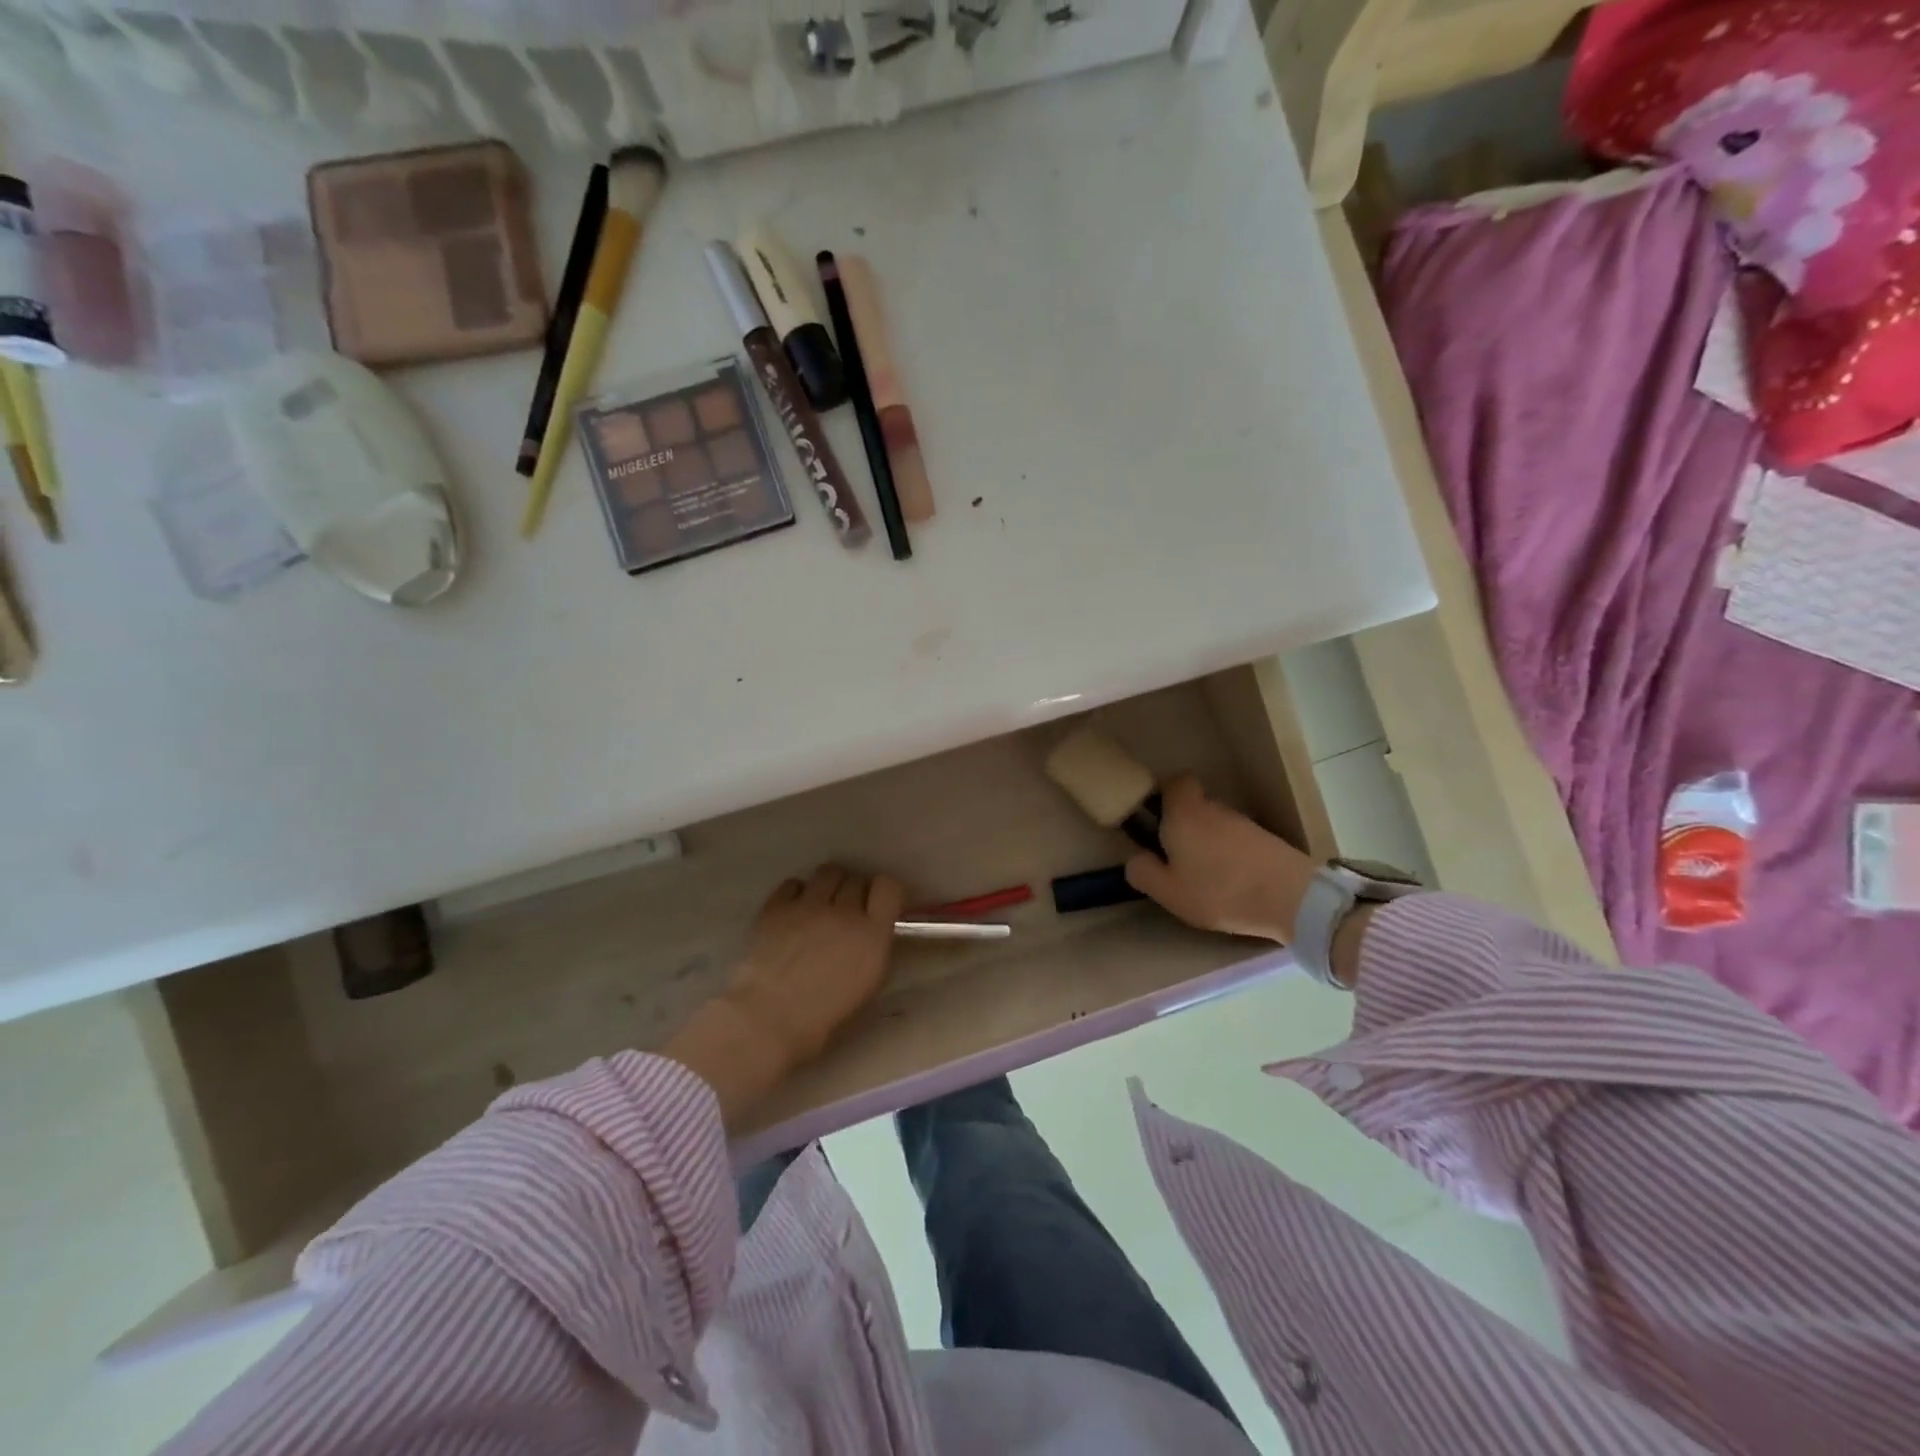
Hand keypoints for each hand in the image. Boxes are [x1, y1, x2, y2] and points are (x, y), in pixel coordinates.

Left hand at [724, 865, 905, 1067]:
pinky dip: (797, 893)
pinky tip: (793, 911)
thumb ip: (873, 949)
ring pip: (828, 872)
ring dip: (830, 885)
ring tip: (821, 904)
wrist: (767, 1017)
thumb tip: (871, 933)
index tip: (880, 904)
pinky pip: (793, 883)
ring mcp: (808, 904)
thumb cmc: (822, 1017)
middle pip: (856, 879)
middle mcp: (843, 911)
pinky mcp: (776, 906)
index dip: (885, 892)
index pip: (889, 887)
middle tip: (847, 912)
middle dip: (855, 891)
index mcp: (871, 934)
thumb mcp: (865, 986)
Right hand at [1124, 776, 1317, 944]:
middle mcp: (1213, 808)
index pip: (1176, 782)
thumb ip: (1143, 872)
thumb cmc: (1219, 891)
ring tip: (1205, 877)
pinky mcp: (1266, 839)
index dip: (1165, 796)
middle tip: (1177, 859)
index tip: (1156, 820)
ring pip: (1217, 824)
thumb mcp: (1168, 891)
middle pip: (1195, 806)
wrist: (1290, 898)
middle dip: (1185, 826)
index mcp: (1184, 813)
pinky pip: (1237, 840)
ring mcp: (1243, 822)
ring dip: (1209, 843)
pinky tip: (1232, 883)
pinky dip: (1231, 855)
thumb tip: (1134, 859)